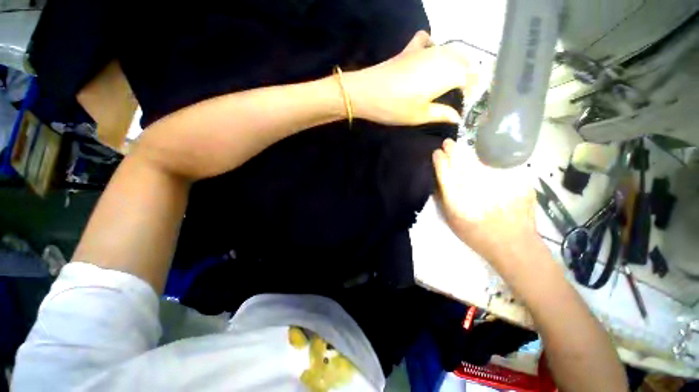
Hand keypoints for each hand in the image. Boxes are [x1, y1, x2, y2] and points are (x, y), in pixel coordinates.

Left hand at [344, 31, 475, 125]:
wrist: (366, 92)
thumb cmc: (394, 107)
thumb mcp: (419, 116)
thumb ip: (441, 114)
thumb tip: (457, 117)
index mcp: (447, 74)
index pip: (471, 78)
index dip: (474, 91)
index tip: (469, 104)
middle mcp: (441, 57)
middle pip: (464, 61)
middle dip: (469, 75)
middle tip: (463, 93)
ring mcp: (425, 50)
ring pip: (450, 50)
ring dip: (456, 62)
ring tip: (451, 80)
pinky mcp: (410, 49)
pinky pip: (428, 41)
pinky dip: (433, 47)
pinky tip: (430, 57)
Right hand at [432, 139, 539, 269]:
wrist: (512, 243)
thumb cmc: (476, 234)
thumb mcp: (451, 220)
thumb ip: (443, 199)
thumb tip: (438, 180)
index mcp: (458, 200)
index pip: (445, 173)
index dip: (440, 160)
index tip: (437, 153)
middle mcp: (476, 189)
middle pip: (461, 162)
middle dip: (452, 150)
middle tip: (448, 143)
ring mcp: (498, 183)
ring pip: (478, 161)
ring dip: (467, 153)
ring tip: (460, 148)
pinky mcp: (515, 181)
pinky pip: (496, 166)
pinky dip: (486, 161)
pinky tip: (481, 160)